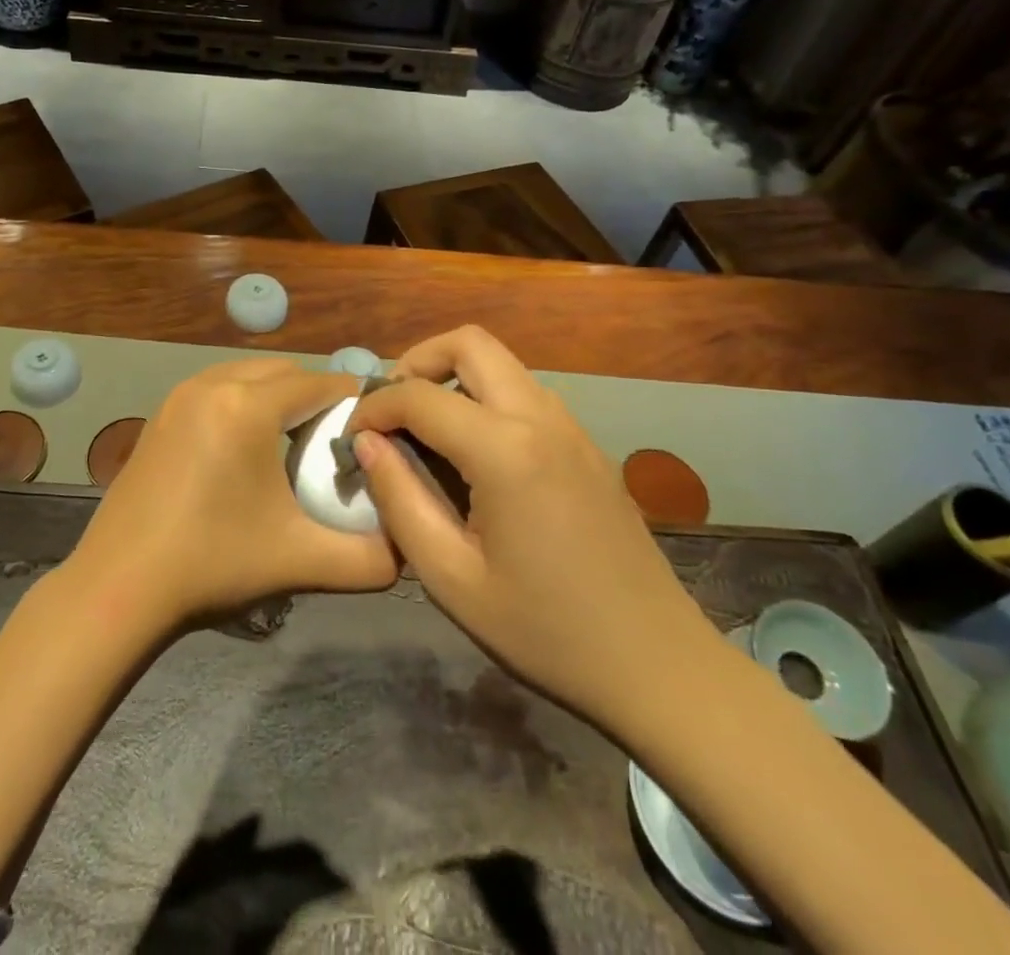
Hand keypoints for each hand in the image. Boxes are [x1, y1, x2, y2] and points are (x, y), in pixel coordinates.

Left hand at [68, 360, 398, 633]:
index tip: (374, 428)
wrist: (118, 588)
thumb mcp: (300, 561)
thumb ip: (368, 559)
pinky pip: (217, 389)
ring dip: (277, 397)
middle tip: (334, 442)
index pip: (318, 383)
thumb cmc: (213, 565)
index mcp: (248, 406)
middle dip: (314, 397)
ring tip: (292, 445)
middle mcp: (212, 385)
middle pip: (283, 372)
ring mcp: (179, 397)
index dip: (352, 400)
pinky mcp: (160, 415)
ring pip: (247, 375)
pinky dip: (242, 403)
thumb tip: (408, 550)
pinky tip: (245, 452)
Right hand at [347, 327, 715, 733]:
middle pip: (470, 343)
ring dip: (454, 377)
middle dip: (417, 361)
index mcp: (505, 450)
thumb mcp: (451, 578)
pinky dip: (485, 397)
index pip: (419, 396)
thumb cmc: (545, 631)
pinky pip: (525, 393)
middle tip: (391, 409)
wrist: (657, 665)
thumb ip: (399, 500)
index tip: (352, 437)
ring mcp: (571, 427)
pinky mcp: (586, 445)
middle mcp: (541, 418)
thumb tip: (367, 443)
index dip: (374, 407)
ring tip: (425, 430)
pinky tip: (473, 454)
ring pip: (501, 363)